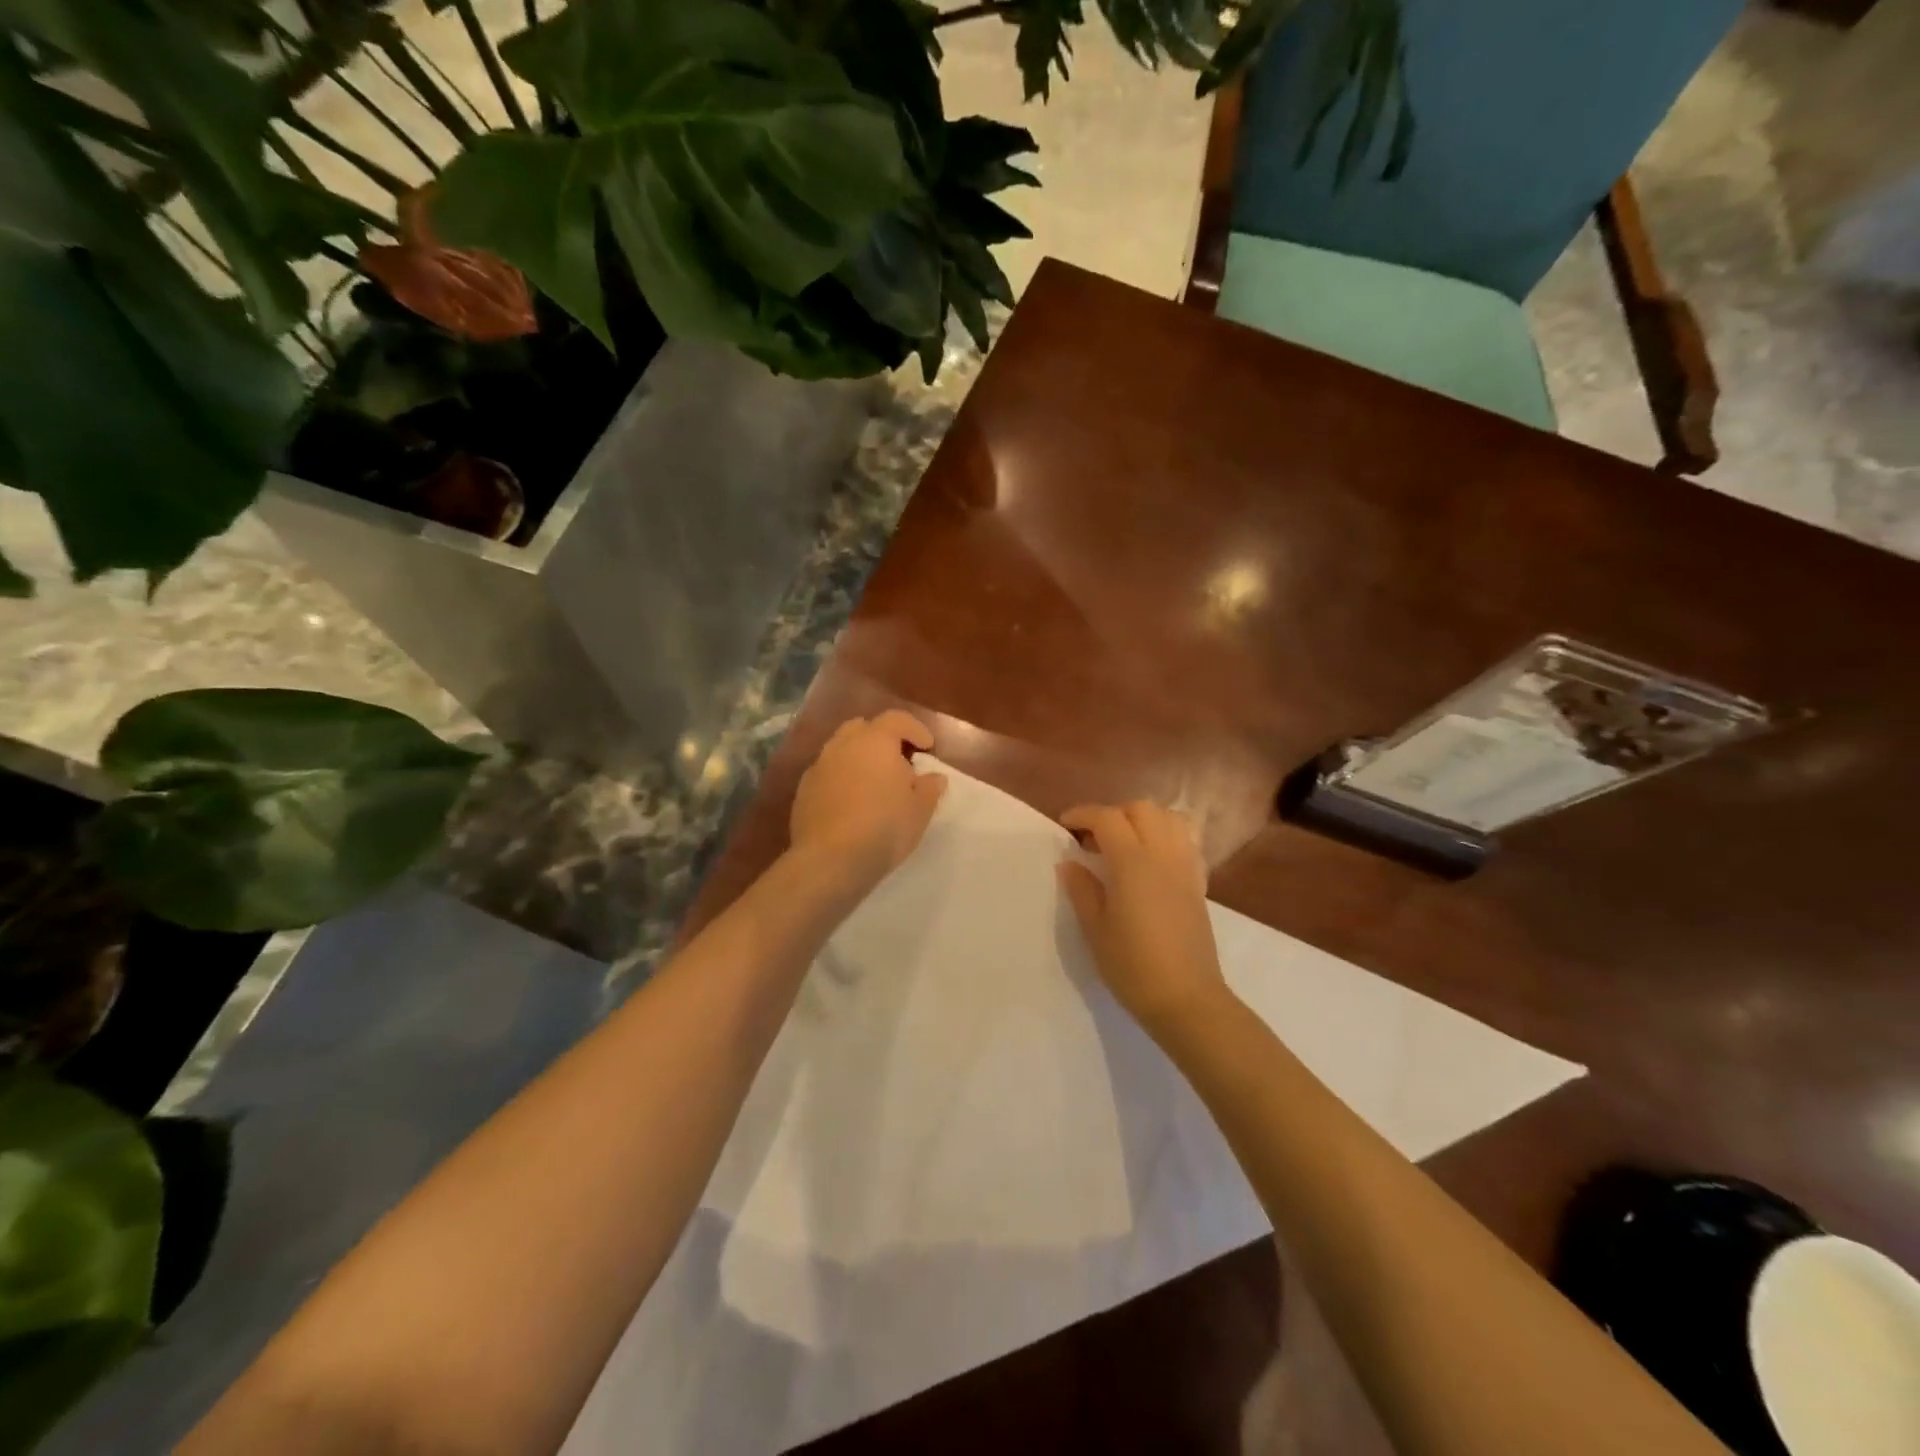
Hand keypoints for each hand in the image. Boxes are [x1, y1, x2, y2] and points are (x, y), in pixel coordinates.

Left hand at [790, 711, 947, 894]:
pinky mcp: (803, 790)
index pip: (897, 719)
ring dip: (859, 759)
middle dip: (882, 738)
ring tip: (874, 785)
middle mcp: (843, 745)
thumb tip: (933, 777)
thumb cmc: (884, 828)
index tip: (928, 748)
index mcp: (875, 741)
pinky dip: (841, 779)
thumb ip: (930, 787)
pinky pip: (827, 773)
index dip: (915, 729)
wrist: (830, 860)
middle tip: (897, 763)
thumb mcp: (920, 810)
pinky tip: (851, 804)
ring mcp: (819, 766)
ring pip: (841, 749)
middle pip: (863, 727)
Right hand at [1058, 801, 1228, 1035]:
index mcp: (1133, 863)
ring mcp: (1186, 867)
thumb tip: (1070, 862)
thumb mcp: (1095, 930)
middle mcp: (1163, 855)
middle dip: (1113, 814)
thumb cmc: (1133, 966)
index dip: (1083, 814)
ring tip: (1124, 844)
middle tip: (1093, 838)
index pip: (1107, 818)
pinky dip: (1166, 836)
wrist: (1186, 999)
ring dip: (1143, 820)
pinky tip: (1151, 861)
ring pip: (1169, 818)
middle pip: (1142, 809)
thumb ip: (1082, 889)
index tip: (1065, 825)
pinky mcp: (1199, 883)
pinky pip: (1185, 841)